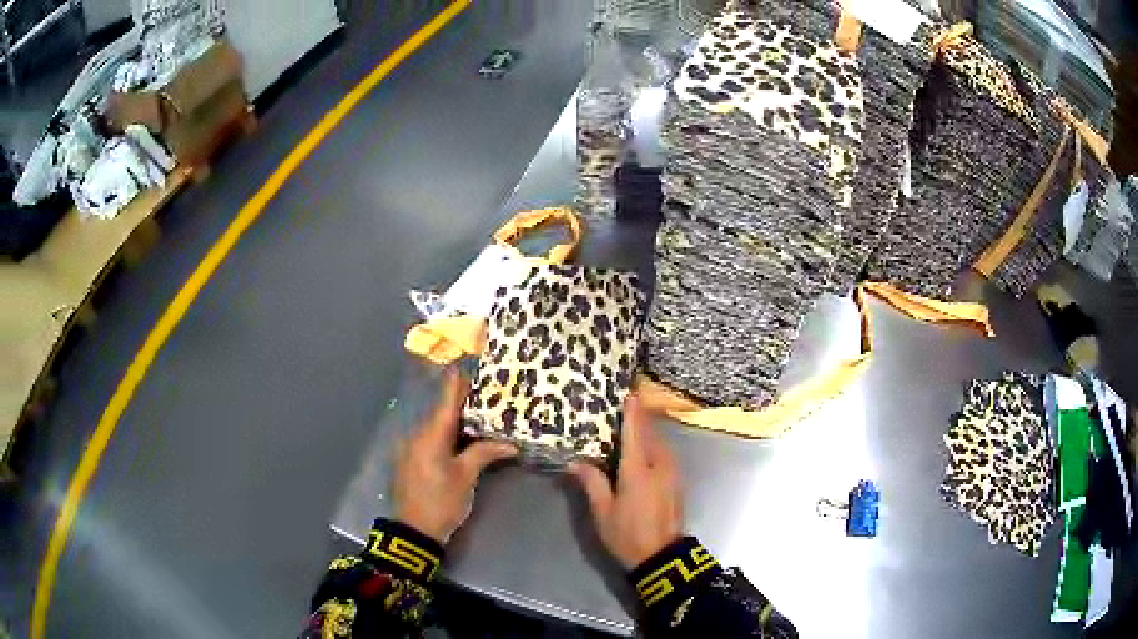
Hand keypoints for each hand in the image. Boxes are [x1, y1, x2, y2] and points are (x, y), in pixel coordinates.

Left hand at [393, 371, 517, 542]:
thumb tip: (510, 442)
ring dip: (458, 419)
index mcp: (431, 433)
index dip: (460, 381)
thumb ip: (484, 453)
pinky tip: (466, 437)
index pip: (448, 399)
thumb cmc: (441, 500)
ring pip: (438, 425)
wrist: (413, 530)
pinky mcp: (412, 459)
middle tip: (489, 392)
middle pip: (443, 410)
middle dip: (465, 401)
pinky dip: (449, 434)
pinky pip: (433, 438)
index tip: (474, 363)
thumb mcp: (465, 477)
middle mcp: (419, 433)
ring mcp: (413, 447)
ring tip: (483, 413)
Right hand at [568, 396, 682, 569]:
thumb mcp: (603, 511)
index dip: (632, 411)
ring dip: (646, 432)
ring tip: (629, 427)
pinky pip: (664, 454)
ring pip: (659, 443)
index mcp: (638, 470)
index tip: (628, 393)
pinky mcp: (677, 481)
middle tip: (622, 408)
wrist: (662, 557)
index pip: (635, 431)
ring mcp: (672, 473)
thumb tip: (575, 462)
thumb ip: (592, 482)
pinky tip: (642, 451)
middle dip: (638, 418)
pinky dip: (653, 446)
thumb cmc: (628, 534)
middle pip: (650, 433)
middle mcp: (659, 465)